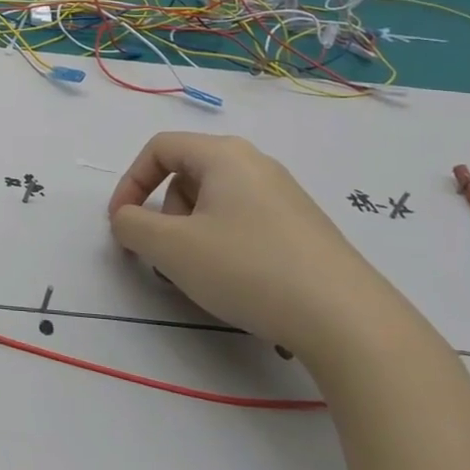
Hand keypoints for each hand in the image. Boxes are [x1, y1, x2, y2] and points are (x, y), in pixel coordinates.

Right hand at [107, 132, 413, 364]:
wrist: (348, 321)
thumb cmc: (247, 268)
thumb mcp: (170, 248)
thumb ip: (132, 225)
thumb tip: (127, 218)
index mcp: (224, 155)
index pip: (160, 148)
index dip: (130, 182)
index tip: (121, 223)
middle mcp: (256, 165)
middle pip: (187, 175)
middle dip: (164, 214)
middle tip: (165, 255)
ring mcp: (285, 197)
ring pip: (215, 203)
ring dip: (191, 233)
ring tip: (200, 276)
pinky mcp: (304, 229)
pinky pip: (244, 223)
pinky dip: (223, 246)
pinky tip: (237, 284)